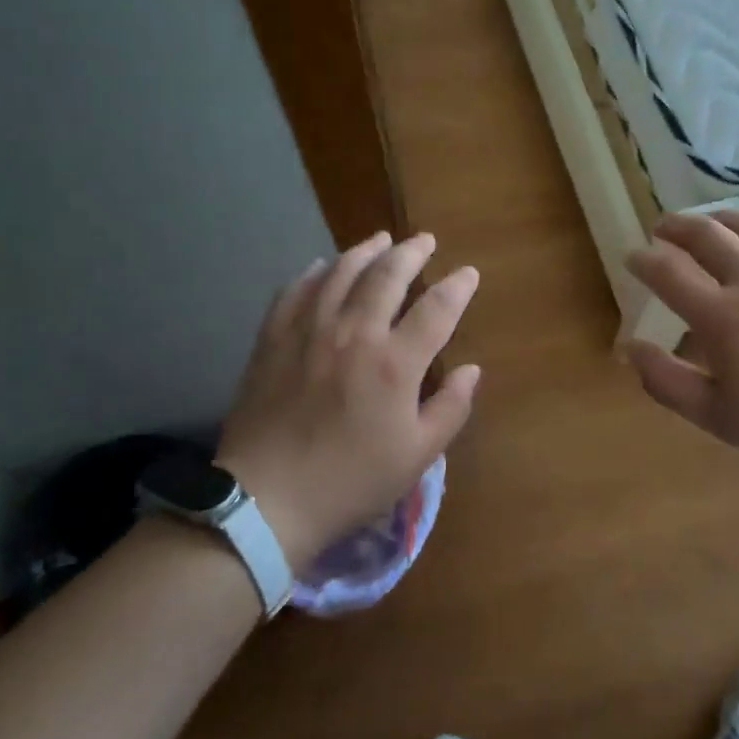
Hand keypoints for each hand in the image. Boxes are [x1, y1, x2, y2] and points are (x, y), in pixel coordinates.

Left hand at [216, 231, 481, 571]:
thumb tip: (471, 370)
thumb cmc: (350, 481)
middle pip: (387, 276)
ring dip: (365, 251)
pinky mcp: (274, 339)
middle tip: (424, 240)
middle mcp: (354, 333)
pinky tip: (322, 266)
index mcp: (394, 363)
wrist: (268, 499)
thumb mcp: (416, 456)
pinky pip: (296, 290)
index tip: (468, 273)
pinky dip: (314, 272)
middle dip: (411, 253)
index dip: (457, 287)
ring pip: (341, 273)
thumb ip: (450, 409)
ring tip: (380, 240)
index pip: (436, 309)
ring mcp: (309, 331)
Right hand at [626, 213, 738, 482]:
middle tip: (661, 229)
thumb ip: (666, 381)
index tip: (632, 257)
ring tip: (707, 223)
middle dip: (675, 226)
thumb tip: (629, 348)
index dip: (643, 260)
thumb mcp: (718, 417)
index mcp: (722, 316)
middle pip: (706, 234)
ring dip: (720, 219)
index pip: (668, 272)